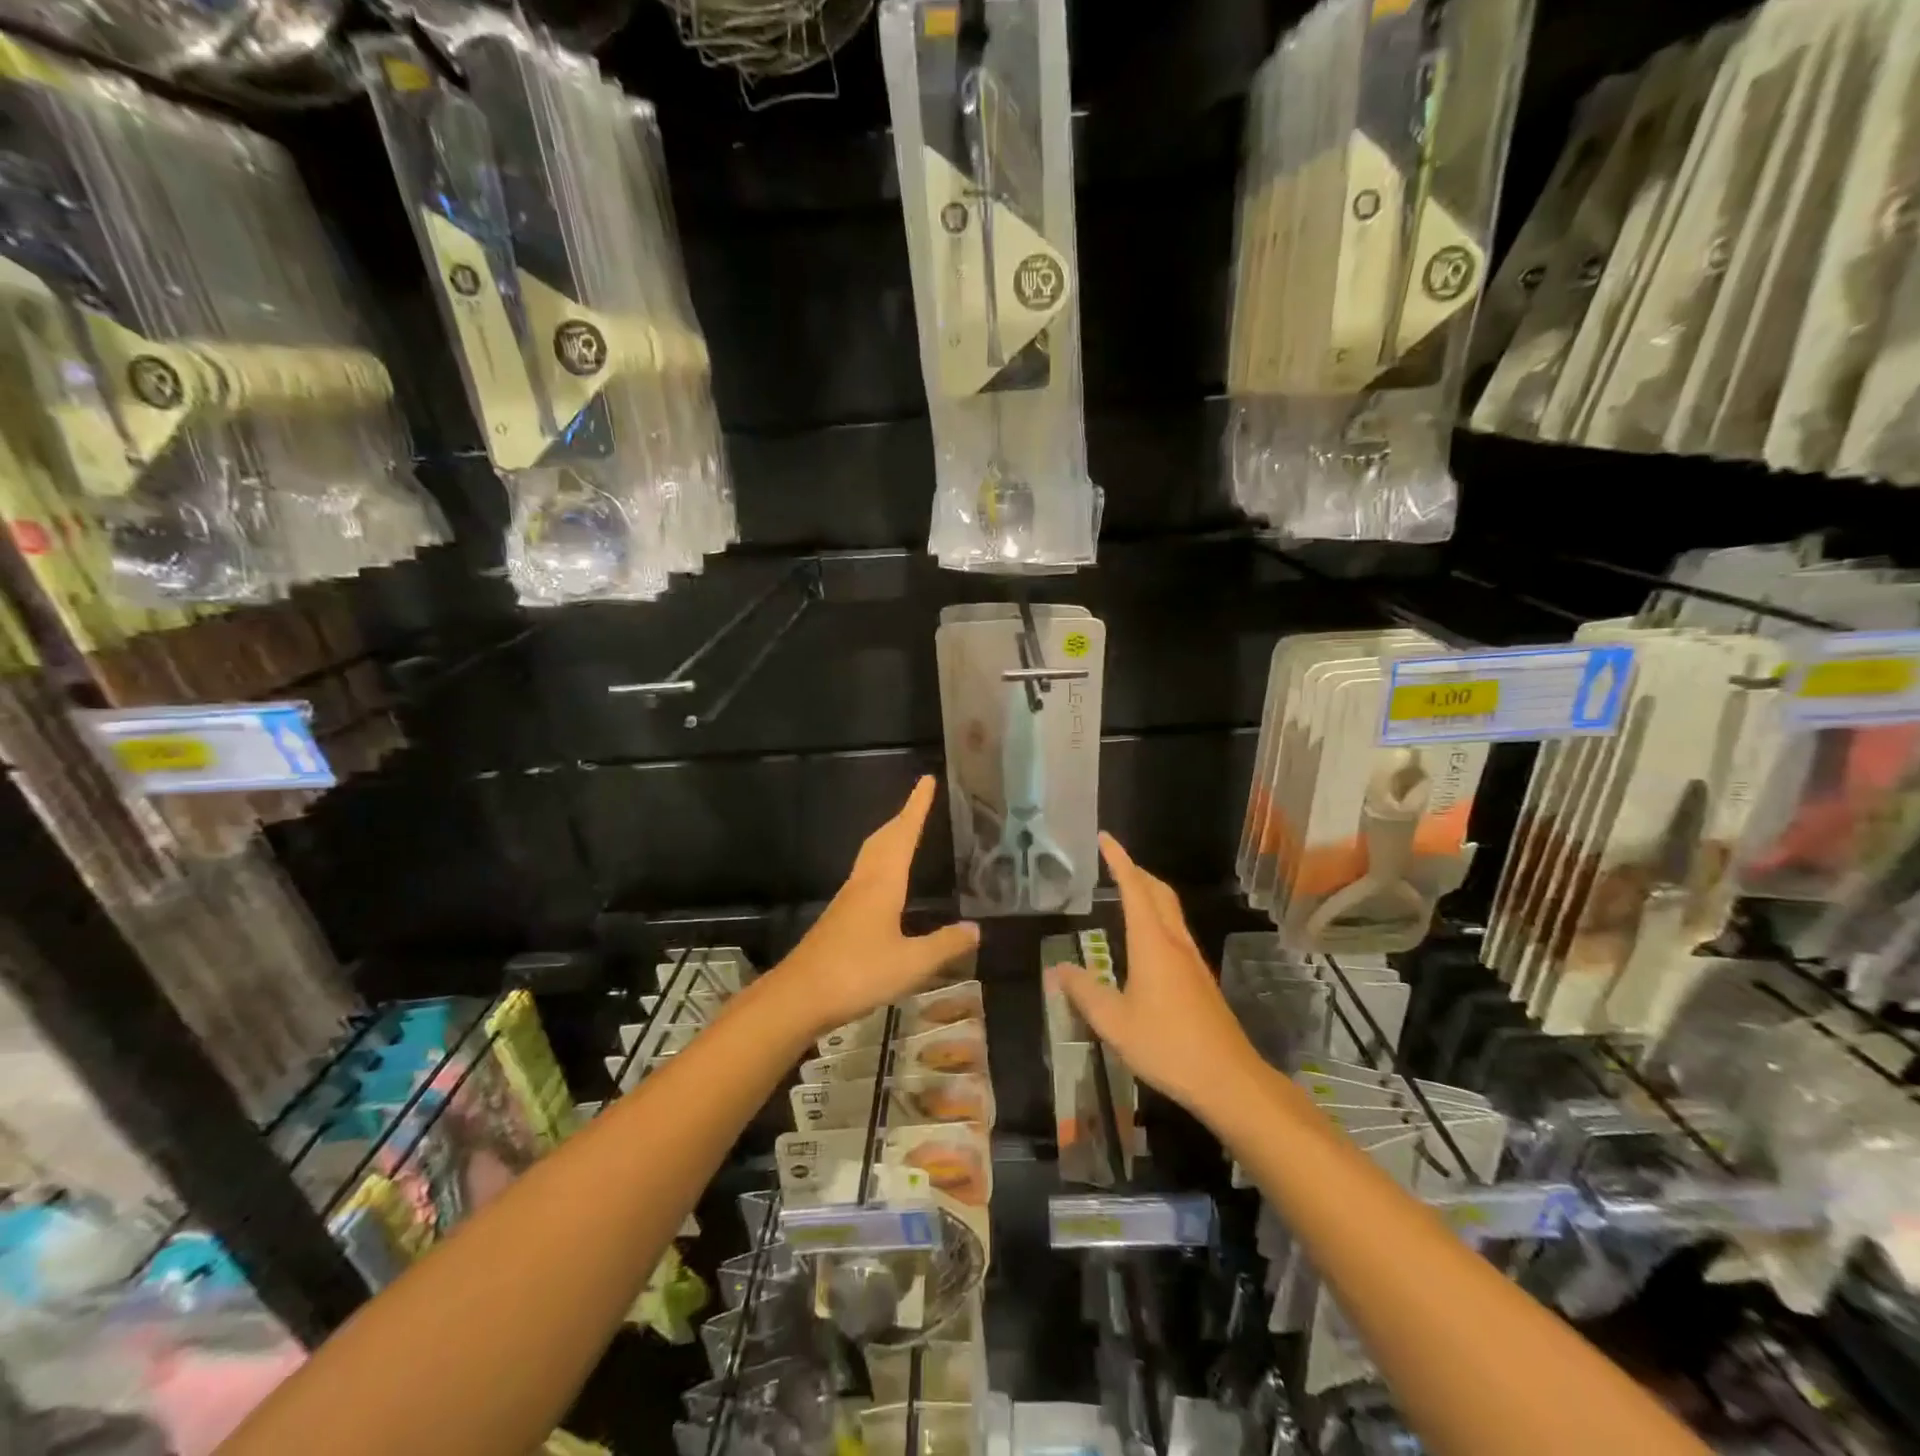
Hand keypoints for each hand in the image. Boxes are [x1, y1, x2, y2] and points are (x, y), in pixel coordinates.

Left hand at [773, 776, 979, 1037]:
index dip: (916, 807)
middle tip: (920, 802)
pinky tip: (887, 884)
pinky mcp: (839, 918)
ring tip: (906, 833)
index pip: (903, 834)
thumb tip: (976, 928)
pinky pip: (866, 876)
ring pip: (871, 856)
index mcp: (883, 883)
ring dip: (890, 838)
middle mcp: (863, 883)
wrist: (799, 996)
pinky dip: (881, 863)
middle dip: (902, 818)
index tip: (926, 781)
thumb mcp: (911, 963)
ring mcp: (847, 901)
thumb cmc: (857, 973)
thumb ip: (945, 944)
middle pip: (883, 839)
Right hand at [1050, 833, 1261, 1117]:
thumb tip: (1057, 969)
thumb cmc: (1167, 1045)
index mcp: (1153, 943)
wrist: (1228, 1079)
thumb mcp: (1114, 1022)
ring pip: (1170, 910)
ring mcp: (1192, 960)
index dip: (1119, 861)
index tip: (1105, 838)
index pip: (1134, 888)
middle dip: (1136, 871)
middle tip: (1113, 862)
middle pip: (1158, 892)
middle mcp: (1175, 943)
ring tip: (1126, 891)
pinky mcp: (1199, 979)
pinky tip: (1145, 939)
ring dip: (1149, 892)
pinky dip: (1156, 916)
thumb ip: (1084, 992)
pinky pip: (1175, 930)